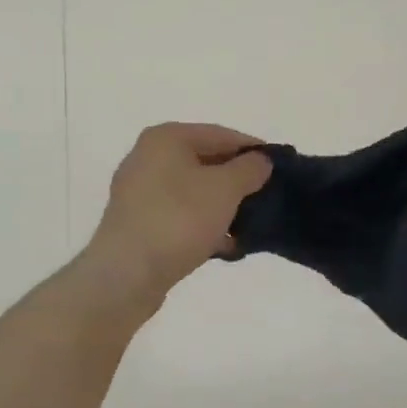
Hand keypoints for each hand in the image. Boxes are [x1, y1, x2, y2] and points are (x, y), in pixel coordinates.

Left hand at [85, 123, 271, 301]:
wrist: (127, 273)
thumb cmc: (179, 219)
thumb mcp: (225, 188)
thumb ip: (249, 169)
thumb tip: (261, 161)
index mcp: (166, 138)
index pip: (221, 135)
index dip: (252, 149)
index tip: (278, 167)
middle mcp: (147, 158)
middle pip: (205, 162)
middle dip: (237, 180)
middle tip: (267, 197)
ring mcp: (139, 193)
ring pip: (193, 192)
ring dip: (222, 206)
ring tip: (249, 224)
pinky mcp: (138, 224)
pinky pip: (180, 216)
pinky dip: (203, 225)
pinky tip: (226, 245)